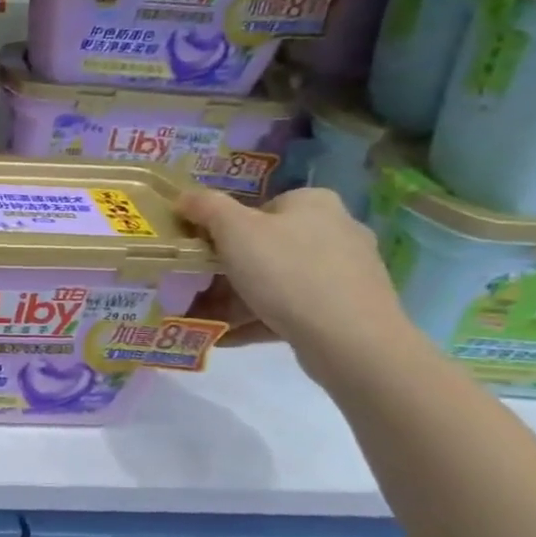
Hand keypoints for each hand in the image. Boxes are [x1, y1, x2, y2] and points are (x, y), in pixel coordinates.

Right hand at [174, 185, 415, 378]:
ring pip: (278, 280)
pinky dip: (261, 317)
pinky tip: (230, 335)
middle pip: (266, 246)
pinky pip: (293, 308)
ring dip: (239, 297)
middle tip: (196, 288)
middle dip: (228, 269)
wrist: (351, 340)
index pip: (259, 208)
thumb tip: (184, 197)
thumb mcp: (234, 230)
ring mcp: (346, 271)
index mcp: (313, 203)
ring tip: (206, 317)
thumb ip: (206, 207)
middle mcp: (337, 229)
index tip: (201, 253)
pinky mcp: (349, 308)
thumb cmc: (286, 272)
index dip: (223, 229)